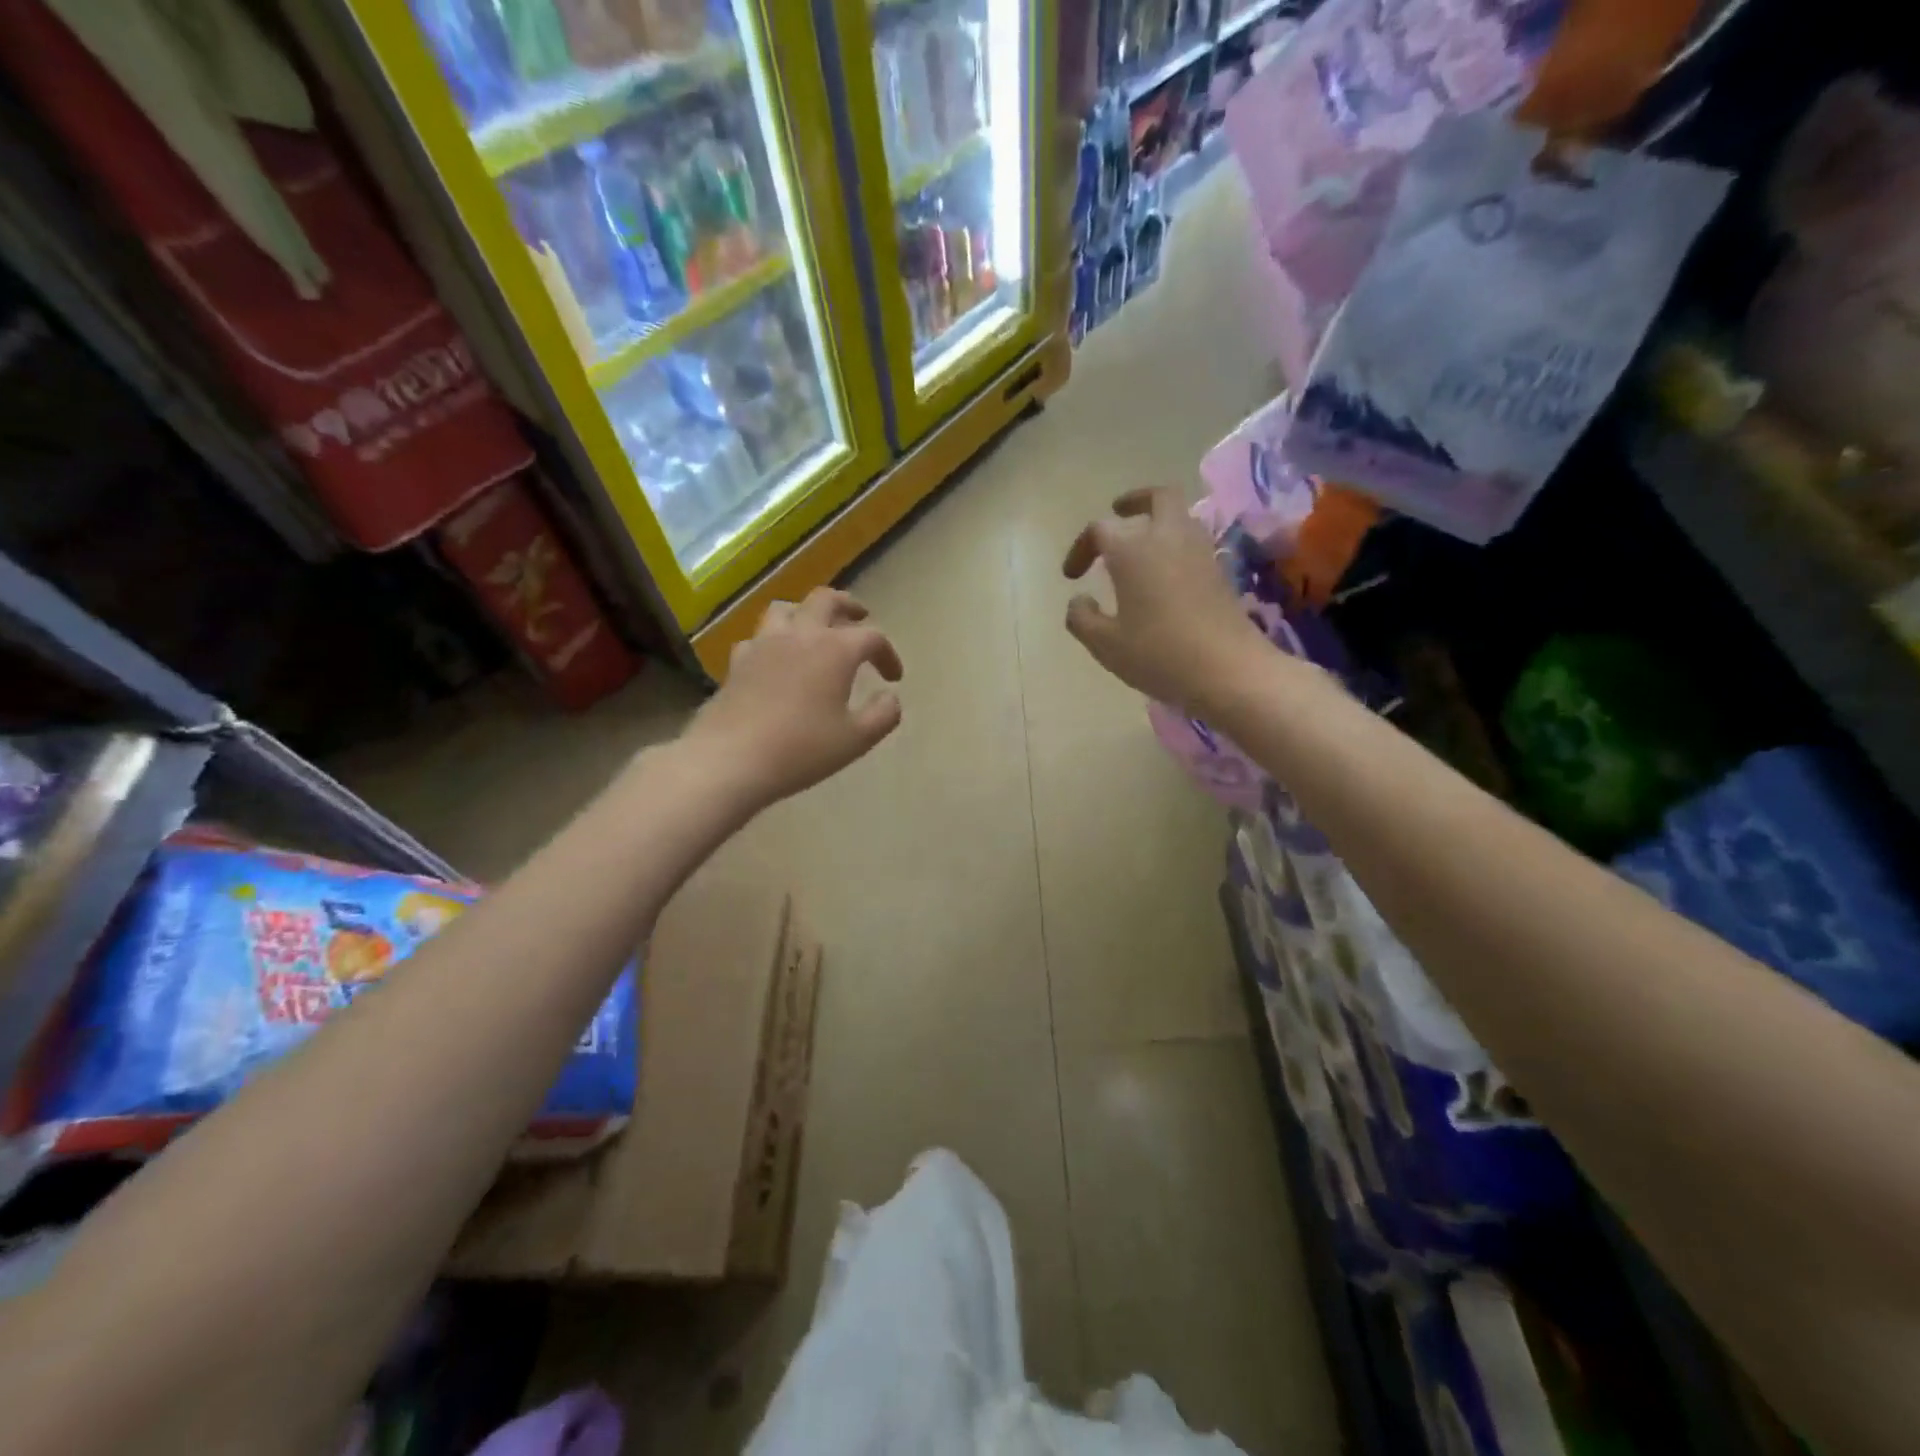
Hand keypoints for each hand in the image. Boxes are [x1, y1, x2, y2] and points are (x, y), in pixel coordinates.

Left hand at [687, 587, 903, 807]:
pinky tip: (775, 659)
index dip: (887, 654)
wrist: (730, 760)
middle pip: (825, 600)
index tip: (893, 678)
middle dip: (848, 606)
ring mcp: (763, 645)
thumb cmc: (801, 749)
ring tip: (815, 629)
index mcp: (834, 650)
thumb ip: (883, 715)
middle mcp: (799, 636)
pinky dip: (773, 641)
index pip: (871, 637)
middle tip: (859, 618)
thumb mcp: (856, 739)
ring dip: (806, 613)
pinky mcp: (737, 663)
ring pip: (785, 609)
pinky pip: (757, 638)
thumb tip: (890, 697)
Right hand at [1062, 487, 1269, 714]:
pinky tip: (1165, 573)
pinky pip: (1194, 542)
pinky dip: (1176, 545)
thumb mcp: (1105, 644)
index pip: (1100, 529)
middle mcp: (1168, 538)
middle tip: (1119, 513)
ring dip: (1159, 521)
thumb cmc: (1159, 653)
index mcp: (1132, 549)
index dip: (1081, 548)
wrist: (1228, 670)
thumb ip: (1082, 618)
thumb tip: (1080, 600)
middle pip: (1157, 497)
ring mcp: (1200, 552)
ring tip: (1141, 546)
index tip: (1072, 576)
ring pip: (1180, 517)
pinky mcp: (1220, 572)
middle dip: (1135, 501)